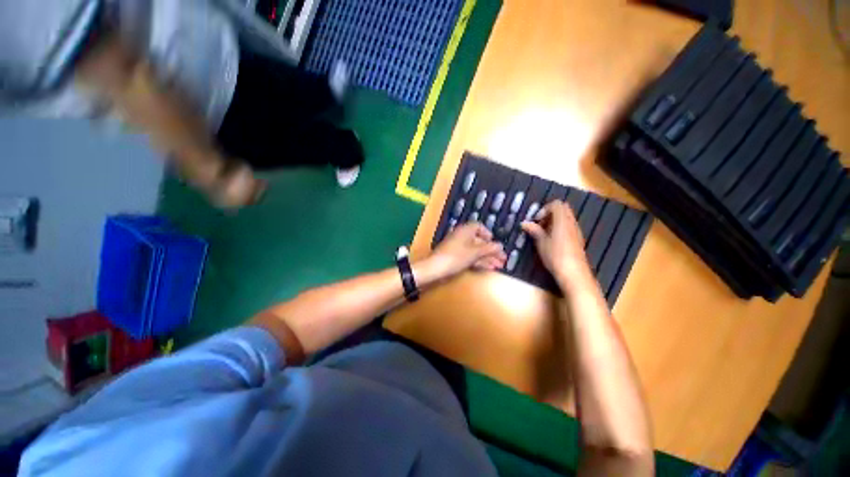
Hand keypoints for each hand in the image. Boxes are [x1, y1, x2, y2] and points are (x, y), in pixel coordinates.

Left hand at [422, 223, 506, 280]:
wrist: (435, 268)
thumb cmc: (456, 257)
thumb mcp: (475, 252)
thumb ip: (489, 248)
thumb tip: (500, 245)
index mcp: (465, 230)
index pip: (478, 226)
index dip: (488, 234)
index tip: (495, 242)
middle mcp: (462, 237)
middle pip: (479, 241)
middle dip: (491, 250)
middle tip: (503, 259)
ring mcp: (458, 248)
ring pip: (476, 251)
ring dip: (487, 258)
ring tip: (499, 266)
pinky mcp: (456, 257)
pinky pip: (470, 257)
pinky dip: (479, 261)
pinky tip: (489, 268)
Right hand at [521, 201, 592, 284]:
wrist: (574, 273)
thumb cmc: (555, 255)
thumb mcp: (541, 242)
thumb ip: (534, 230)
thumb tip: (524, 223)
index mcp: (562, 220)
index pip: (556, 204)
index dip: (544, 209)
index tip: (536, 221)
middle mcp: (572, 223)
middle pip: (562, 209)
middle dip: (549, 214)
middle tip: (539, 225)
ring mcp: (576, 231)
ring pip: (566, 218)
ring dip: (554, 222)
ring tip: (543, 234)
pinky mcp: (577, 239)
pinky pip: (568, 227)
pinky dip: (559, 228)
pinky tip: (551, 241)